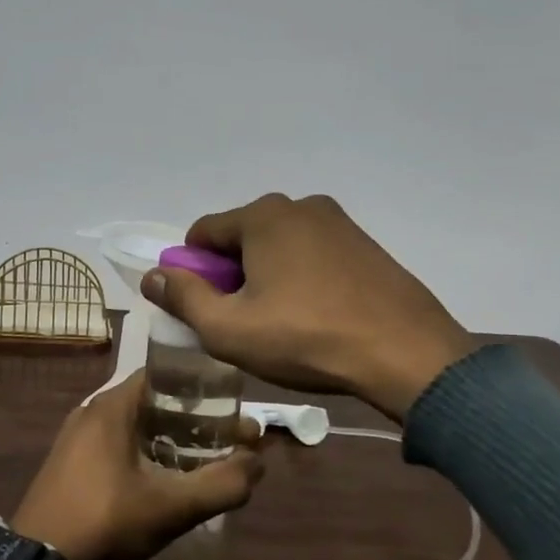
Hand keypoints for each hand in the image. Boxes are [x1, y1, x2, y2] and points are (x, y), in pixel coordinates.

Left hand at [11, 372, 264, 559]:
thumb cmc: (105, 520)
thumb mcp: (171, 506)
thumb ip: (221, 484)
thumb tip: (258, 463)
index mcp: (113, 405)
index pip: (166, 374)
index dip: (202, 387)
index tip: (231, 407)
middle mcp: (93, 410)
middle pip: (154, 401)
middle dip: (193, 418)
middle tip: (225, 440)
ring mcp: (77, 437)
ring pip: (136, 425)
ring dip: (170, 438)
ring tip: (202, 461)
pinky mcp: (70, 462)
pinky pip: (117, 444)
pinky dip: (145, 452)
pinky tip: (163, 480)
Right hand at [142, 193, 473, 420]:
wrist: (406, 353)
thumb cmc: (306, 338)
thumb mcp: (229, 328)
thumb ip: (183, 298)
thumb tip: (153, 275)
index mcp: (263, 216)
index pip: (202, 234)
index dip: (192, 273)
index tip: (205, 310)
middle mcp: (300, 206)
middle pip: (242, 238)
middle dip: (232, 275)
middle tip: (244, 322)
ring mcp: (339, 223)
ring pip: (280, 247)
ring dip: (267, 277)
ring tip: (282, 324)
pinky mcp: (366, 245)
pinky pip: (314, 255)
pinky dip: (302, 278)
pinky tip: (316, 316)